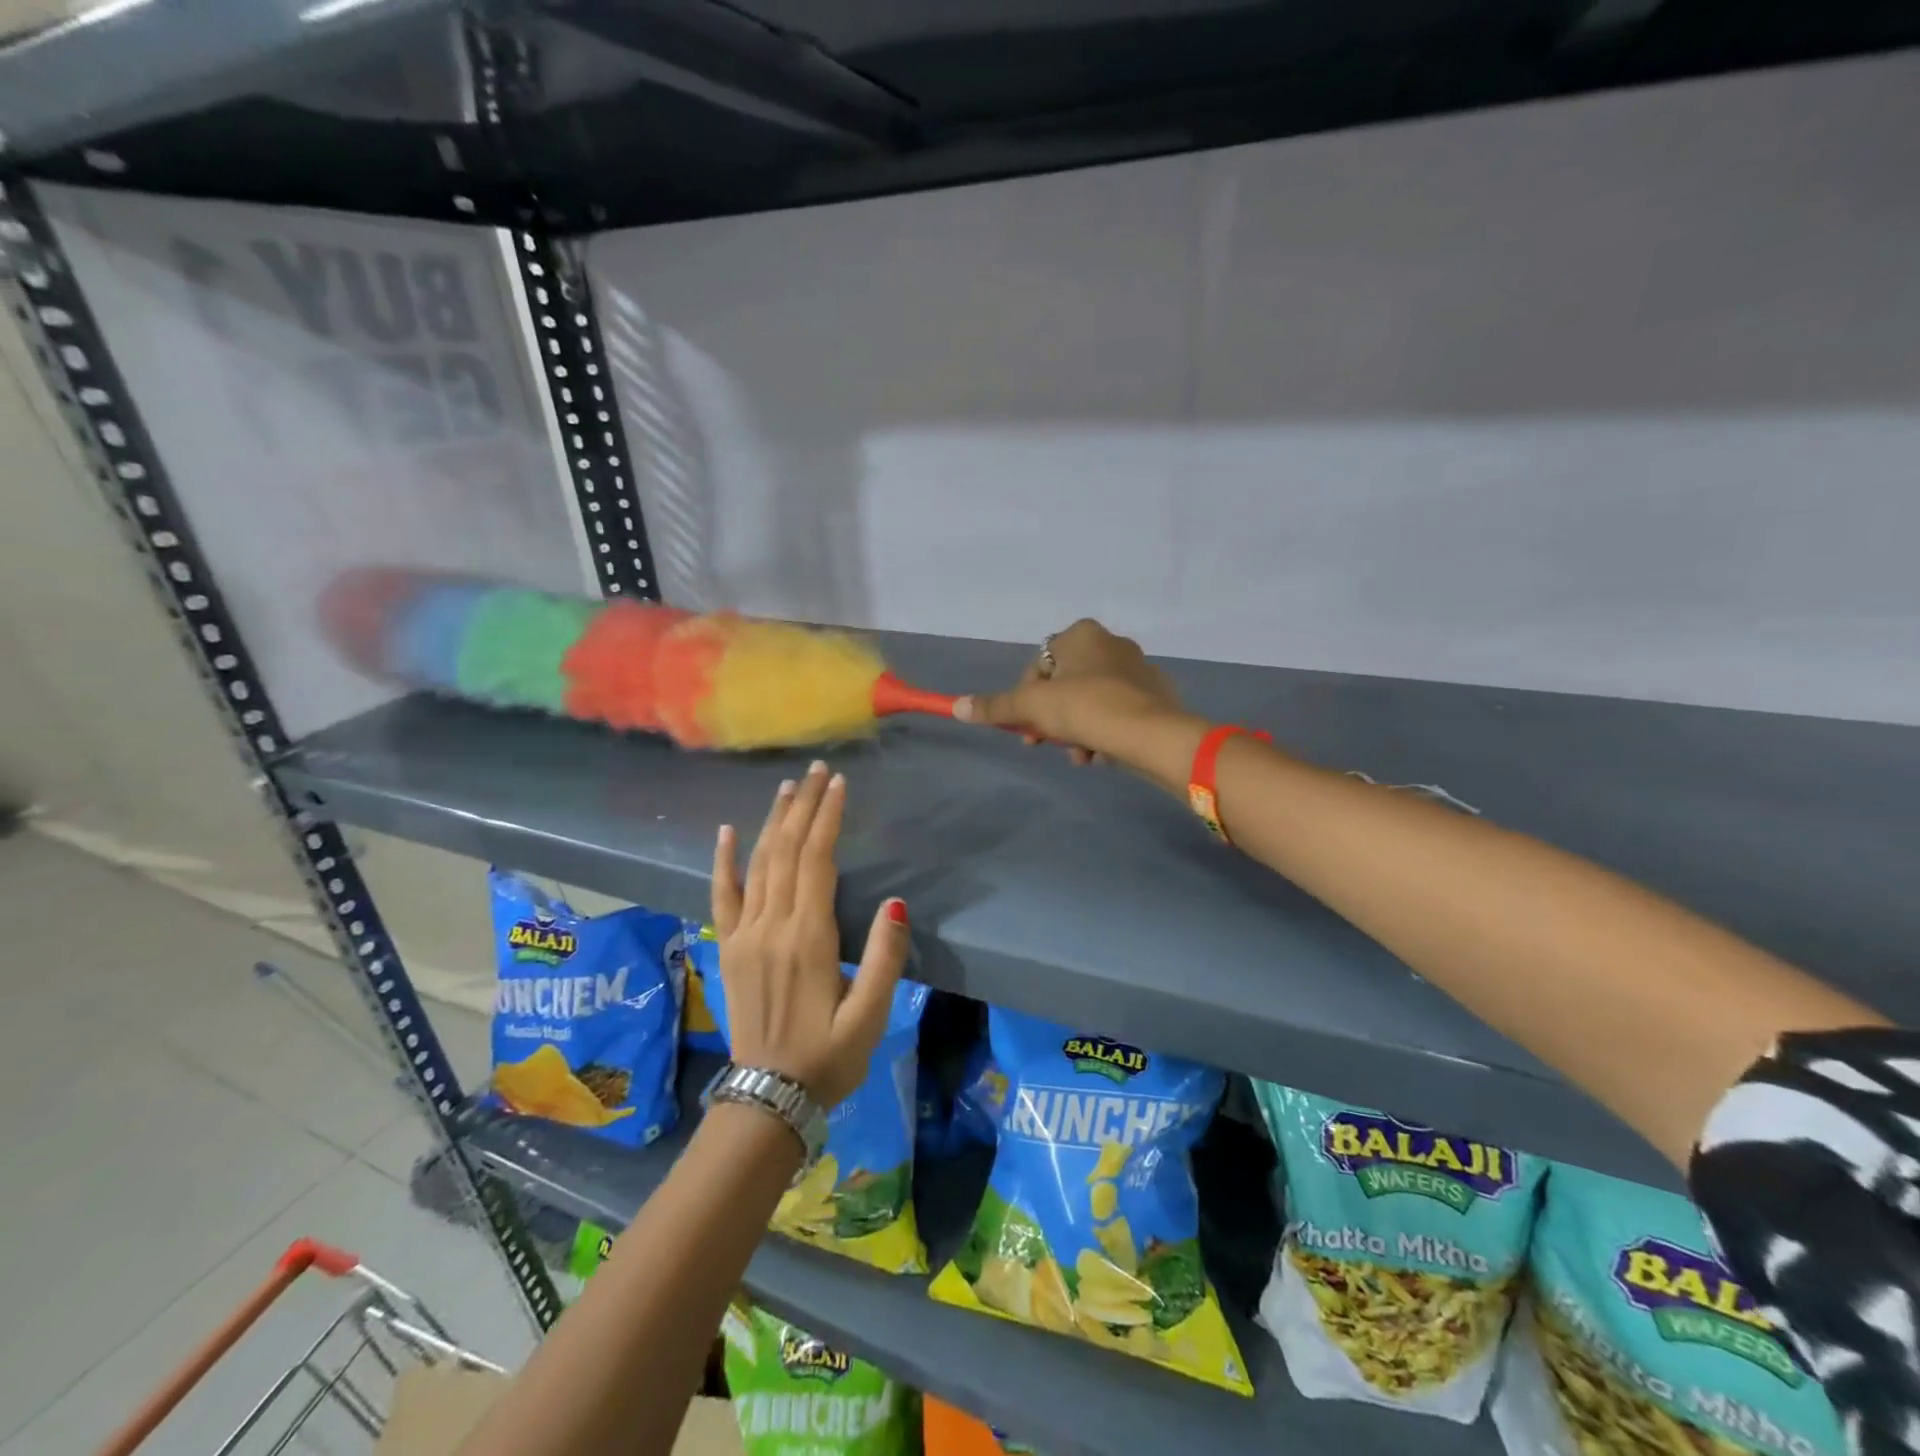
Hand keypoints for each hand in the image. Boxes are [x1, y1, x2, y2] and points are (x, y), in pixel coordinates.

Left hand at [710, 762, 910, 1106]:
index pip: (817, 860)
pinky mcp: (728, 948)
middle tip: (817, 771)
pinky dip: (724, 861)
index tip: (839, 784)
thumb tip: (895, 903)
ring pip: (758, 864)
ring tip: (787, 788)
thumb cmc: (829, 1058)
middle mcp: (771, 926)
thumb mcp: (871, 1015)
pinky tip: (728, 831)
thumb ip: (884, 957)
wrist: (768, 1097)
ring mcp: (744, 935)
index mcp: (808, 938)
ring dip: (773, 822)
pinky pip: (722, 896)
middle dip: (803, 807)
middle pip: (787, 851)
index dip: (828, 818)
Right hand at [954, 619, 1207, 790]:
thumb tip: (956, 706)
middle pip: (1065, 684)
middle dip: (1052, 717)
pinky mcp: (1157, 695)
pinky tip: (1101, 755)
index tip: (1026, 727)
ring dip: (1076, 729)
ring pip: (1091, 701)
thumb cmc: (1086, 708)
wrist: (1151, 733)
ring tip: (1079, 755)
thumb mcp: (1032, 707)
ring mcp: (1139, 668)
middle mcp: (1112, 643)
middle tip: (1044, 744)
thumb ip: (995, 707)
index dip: (1026, 697)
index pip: (1040, 664)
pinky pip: (1118, 712)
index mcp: (1082, 634)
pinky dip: (1104, 731)